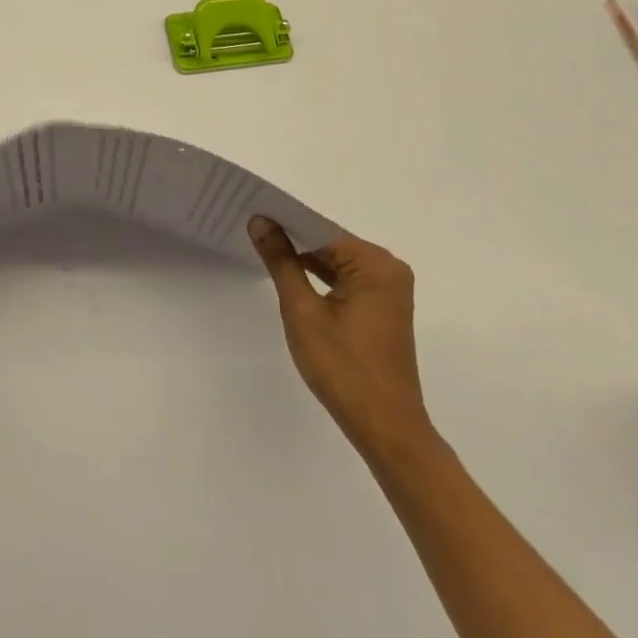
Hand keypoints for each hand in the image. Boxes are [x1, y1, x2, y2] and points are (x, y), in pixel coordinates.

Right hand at [247, 217, 433, 458]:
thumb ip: (281, 260)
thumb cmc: (343, 368)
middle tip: (250, 226)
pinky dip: (319, 276)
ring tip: (262, 244)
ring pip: (336, 261)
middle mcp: (388, 268)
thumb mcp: (302, 310)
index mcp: (375, 264)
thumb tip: (260, 221)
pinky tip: (290, 272)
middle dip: (292, 238)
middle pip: (329, 243)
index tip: (250, 209)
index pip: (320, 230)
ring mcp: (387, 289)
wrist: (385, 428)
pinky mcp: (382, 307)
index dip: (284, 220)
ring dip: (304, 258)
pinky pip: (345, 278)